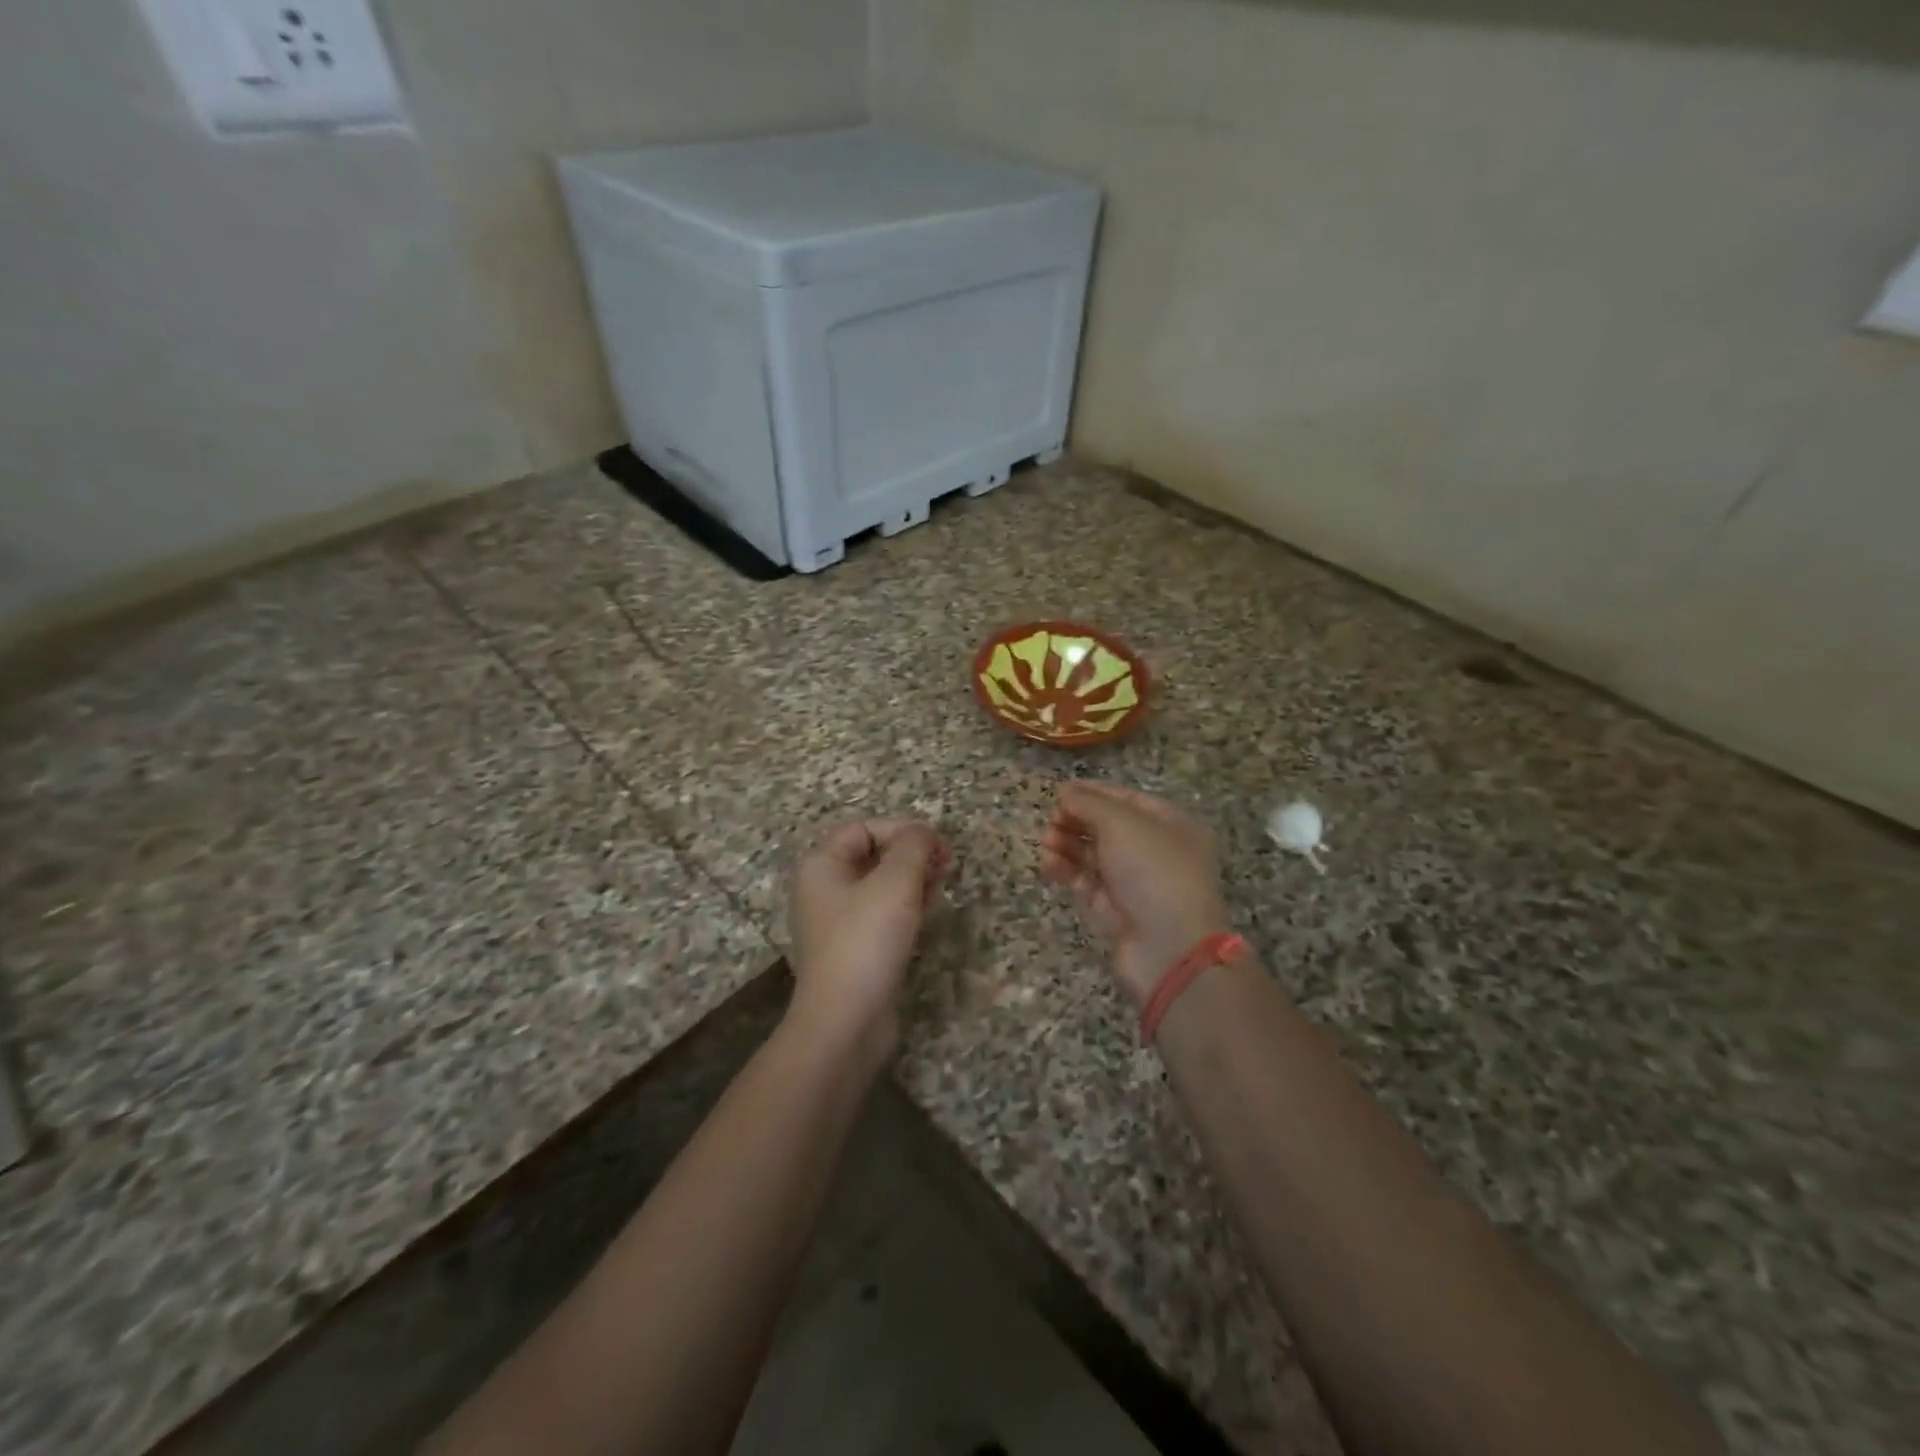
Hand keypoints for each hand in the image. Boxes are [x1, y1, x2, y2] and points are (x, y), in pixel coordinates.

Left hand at [788, 819, 948, 1060]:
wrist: (845, 1020)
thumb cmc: (867, 940)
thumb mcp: (896, 882)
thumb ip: (914, 846)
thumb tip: (924, 833)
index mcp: (822, 865)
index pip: (863, 828)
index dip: (902, 830)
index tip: (937, 846)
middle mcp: (824, 889)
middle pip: (872, 855)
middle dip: (911, 854)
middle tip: (946, 864)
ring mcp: (838, 922)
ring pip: (880, 886)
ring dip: (912, 880)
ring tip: (942, 884)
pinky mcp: (854, 950)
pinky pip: (881, 915)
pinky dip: (905, 907)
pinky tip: (928, 913)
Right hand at [1041, 783, 1232, 1006]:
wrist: (1169, 948)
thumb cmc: (1152, 872)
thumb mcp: (1121, 824)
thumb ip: (1089, 803)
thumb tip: (1065, 793)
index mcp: (1170, 824)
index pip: (1126, 799)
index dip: (1092, 793)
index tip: (1059, 792)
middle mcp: (1156, 851)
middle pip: (1107, 827)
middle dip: (1075, 821)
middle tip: (1050, 822)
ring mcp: (1136, 883)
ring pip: (1094, 855)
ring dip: (1067, 845)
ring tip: (1045, 844)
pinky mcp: (1116, 911)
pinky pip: (1086, 883)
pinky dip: (1067, 872)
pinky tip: (1049, 866)